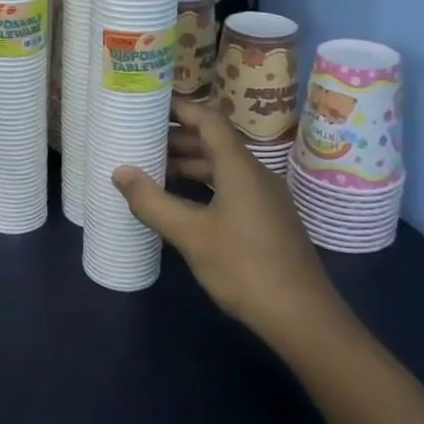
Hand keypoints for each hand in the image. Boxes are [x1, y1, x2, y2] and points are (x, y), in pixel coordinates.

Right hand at [112, 99, 340, 346]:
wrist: (304, 319)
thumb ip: (153, 202)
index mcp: (240, 168)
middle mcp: (256, 174)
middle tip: (140, 138)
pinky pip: (230, 187)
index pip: (209, 120)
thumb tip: (119, 172)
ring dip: (189, 163)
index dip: (180, 108)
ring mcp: (264, 198)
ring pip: (222, 167)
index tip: (149, 103)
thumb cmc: (245, 268)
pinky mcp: (267, 220)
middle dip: (177, 138)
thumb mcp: (191, 235)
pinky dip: (203, 184)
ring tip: (152, 168)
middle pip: (214, 142)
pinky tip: (180, 201)